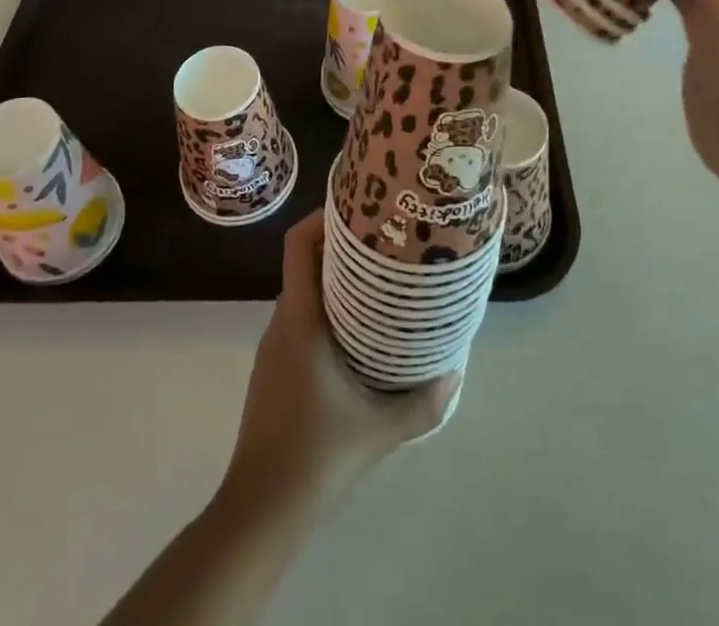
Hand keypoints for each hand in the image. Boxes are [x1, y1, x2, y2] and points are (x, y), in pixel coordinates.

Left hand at [223, 212, 459, 516]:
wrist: (261, 510)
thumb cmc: (317, 457)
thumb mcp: (380, 430)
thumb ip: (424, 401)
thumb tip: (458, 368)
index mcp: (300, 320)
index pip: (298, 245)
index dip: (321, 217)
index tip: (358, 208)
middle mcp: (281, 322)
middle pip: (304, 262)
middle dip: (341, 245)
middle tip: (384, 242)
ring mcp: (273, 346)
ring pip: (303, 291)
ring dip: (335, 279)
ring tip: (378, 281)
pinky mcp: (273, 368)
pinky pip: (299, 318)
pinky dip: (325, 308)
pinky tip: (356, 331)